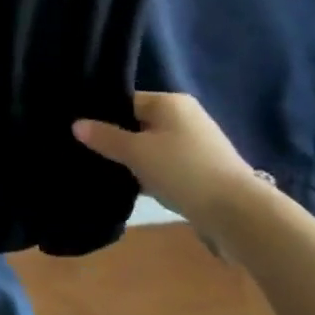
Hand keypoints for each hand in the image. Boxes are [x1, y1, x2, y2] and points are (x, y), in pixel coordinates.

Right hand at [74, 92, 268, 230]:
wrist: (238, 213)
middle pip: (139, 124)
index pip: (126, 102)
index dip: (104, 117)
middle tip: (93, 157)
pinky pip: (167, 165)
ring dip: (136, 161)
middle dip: (118, 141)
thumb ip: (105, 137)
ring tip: (110, 175)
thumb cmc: (183, 170)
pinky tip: (137, 189)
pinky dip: (153, 174)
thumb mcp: (137, 153)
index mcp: (170, 102)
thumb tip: (76, 124)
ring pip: (153, 147)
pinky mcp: (204, 168)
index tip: (84, 136)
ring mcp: (197, 143)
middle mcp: (185, 116)